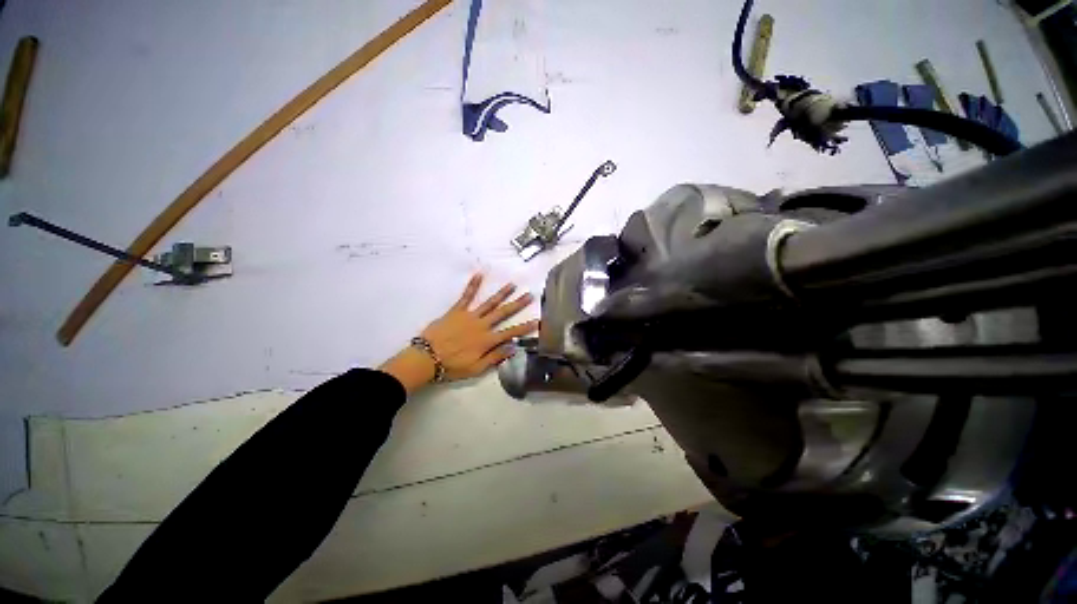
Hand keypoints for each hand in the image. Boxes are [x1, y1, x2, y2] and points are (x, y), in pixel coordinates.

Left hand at [380, 274, 539, 393]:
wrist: (426, 358)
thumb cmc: (452, 366)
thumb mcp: (476, 368)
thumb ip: (495, 357)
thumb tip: (513, 348)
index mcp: (487, 341)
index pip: (511, 333)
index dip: (525, 327)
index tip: (537, 321)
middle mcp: (482, 325)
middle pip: (503, 313)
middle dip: (518, 304)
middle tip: (529, 295)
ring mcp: (470, 316)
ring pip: (489, 303)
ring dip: (502, 293)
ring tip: (512, 284)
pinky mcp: (457, 310)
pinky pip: (466, 296)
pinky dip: (473, 285)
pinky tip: (479, 274)